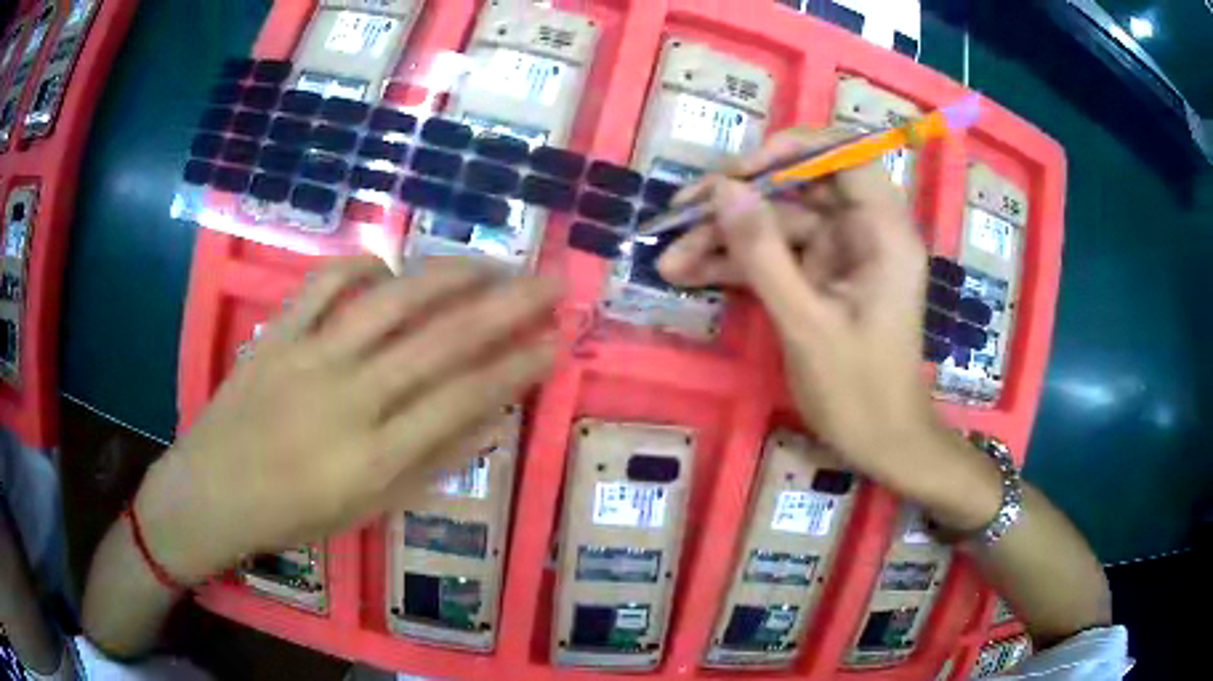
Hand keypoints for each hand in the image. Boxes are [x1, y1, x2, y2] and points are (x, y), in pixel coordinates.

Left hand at [136, 257, 559, 583]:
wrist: (211, 492)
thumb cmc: (292, 516)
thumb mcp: (368, 510)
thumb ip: (429, 464)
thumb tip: (488, 422)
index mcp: (375, 457)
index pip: (463, 400)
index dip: (516, 367)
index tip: (556, 341)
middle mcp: (349, 399)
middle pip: (440, 342)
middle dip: (506, 307)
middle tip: (552, 281)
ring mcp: (308, 358)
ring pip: (389, 301)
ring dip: (448, 275)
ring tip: (489, 262)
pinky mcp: (276, 335)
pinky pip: (322, 284)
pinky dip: (360, 264)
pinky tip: (388, 264)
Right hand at [658, 128, 994, 520]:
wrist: (882, 445)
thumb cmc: (859, 391)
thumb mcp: (806, 323)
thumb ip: (763, 253)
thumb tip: (723, 188)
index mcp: (883, 232)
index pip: (845, 154)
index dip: (790, 149)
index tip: (738, 172)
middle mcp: (864, 231)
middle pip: (798, 188)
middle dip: (738, 201)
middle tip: (680, 213)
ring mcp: (840, 256)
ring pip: (778, 225)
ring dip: (725, 239)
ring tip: (669, 260)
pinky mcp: (821, 279)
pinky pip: (776, 257)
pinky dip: (736, 265)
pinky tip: (689, 274)